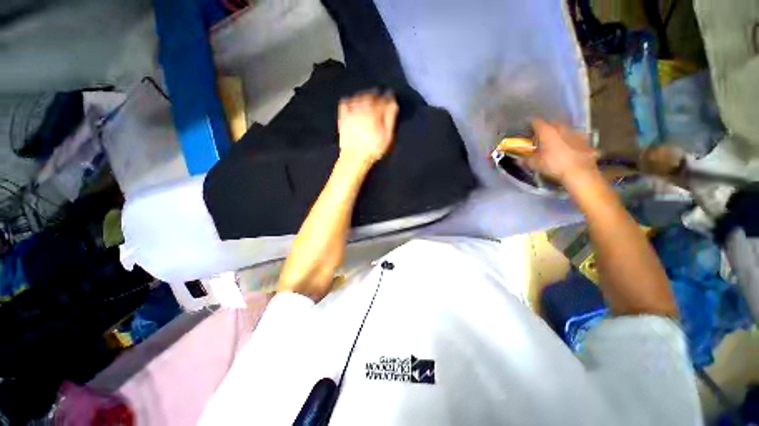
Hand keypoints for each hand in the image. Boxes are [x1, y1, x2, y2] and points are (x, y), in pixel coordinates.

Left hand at [338, 91, 398, 163]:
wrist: (354, 157)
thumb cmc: (373, 148)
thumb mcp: (387, 136)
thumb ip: (390, 118)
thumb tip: (393, 103)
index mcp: (375, 112)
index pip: (384, 98)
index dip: (389, 98)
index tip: (391, 100)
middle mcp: (362, 107)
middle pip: (371, 94)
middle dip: (377, 95)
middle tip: (381, 99)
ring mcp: (351, 111)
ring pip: (359, 95)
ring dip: (366, 95)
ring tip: (369, 100)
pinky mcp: (343, 116)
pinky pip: (346, 101)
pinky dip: (351, 99)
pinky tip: (355, 103)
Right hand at [525, 119, 598, 183]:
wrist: (580, 173)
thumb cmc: (554, 165)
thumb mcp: (535, 165)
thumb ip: (526, 160)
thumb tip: (518, 160)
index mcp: (548, 132)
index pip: (536, 122)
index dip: (531, 124)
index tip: (527, 128)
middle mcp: (562, 128)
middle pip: (552, 123)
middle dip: (546, 127)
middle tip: (541, 135)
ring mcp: (575, 133)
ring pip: (565, 128)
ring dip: (559, 132)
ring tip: (555, 140)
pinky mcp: (585, 141)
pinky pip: (575, 137)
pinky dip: (570, 140)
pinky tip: (569, 147)